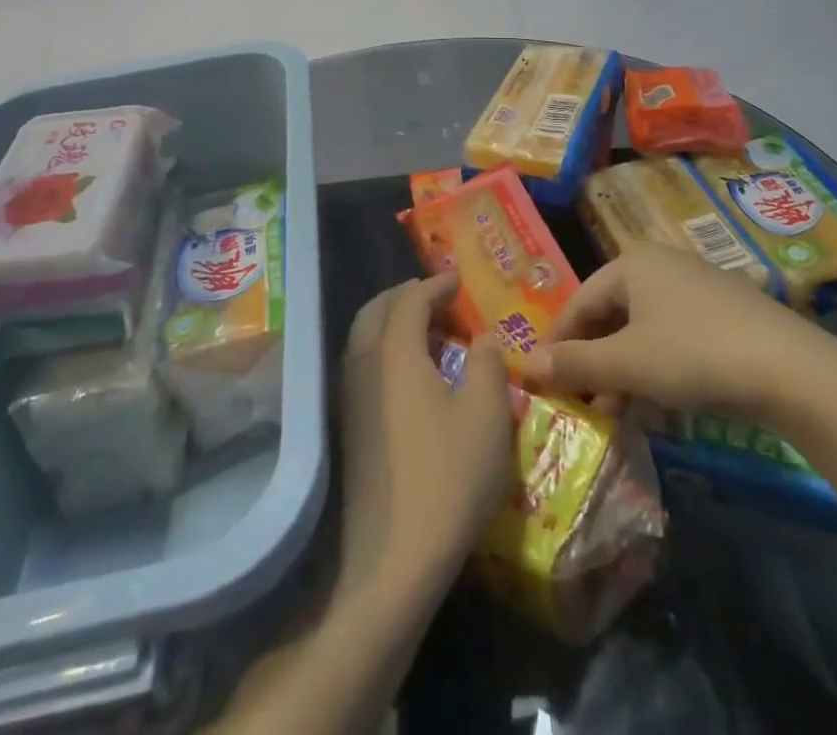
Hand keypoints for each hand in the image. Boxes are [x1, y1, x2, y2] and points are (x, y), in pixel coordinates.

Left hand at [337, 275, 514, 598]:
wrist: (393, 557)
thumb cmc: (448, 476)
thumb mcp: (487, 414)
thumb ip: (489, 364)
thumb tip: (483, 339)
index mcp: (394, 351)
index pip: (410, 299)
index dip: (435, 284)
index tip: (457, 279)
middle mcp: (364, 363)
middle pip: (377, 310)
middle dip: (405, 296)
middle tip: (437, 298)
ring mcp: (350, 397)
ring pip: (364, 338)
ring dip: (392, 322)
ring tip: (427, 332)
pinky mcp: (348, 427)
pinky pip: (363, 365)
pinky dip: (384, 351)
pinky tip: (410, 374)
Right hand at [525, 247, 836, 421]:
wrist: (793, 371)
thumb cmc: (694, 354)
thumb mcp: (627, 363)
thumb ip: (574, 364)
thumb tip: (524, 365)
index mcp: (632, 263)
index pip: (579, 301)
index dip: (558, 342)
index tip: (542, 381)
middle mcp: (662, 266)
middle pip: (612, 316)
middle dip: (594, 363)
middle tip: (580, 404)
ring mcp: (697, 290)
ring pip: (644, 332)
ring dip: (624, 374)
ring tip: (616, 416)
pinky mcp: (726, 317)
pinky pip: (674, 340)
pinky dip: (658, 372)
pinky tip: (658, 409)